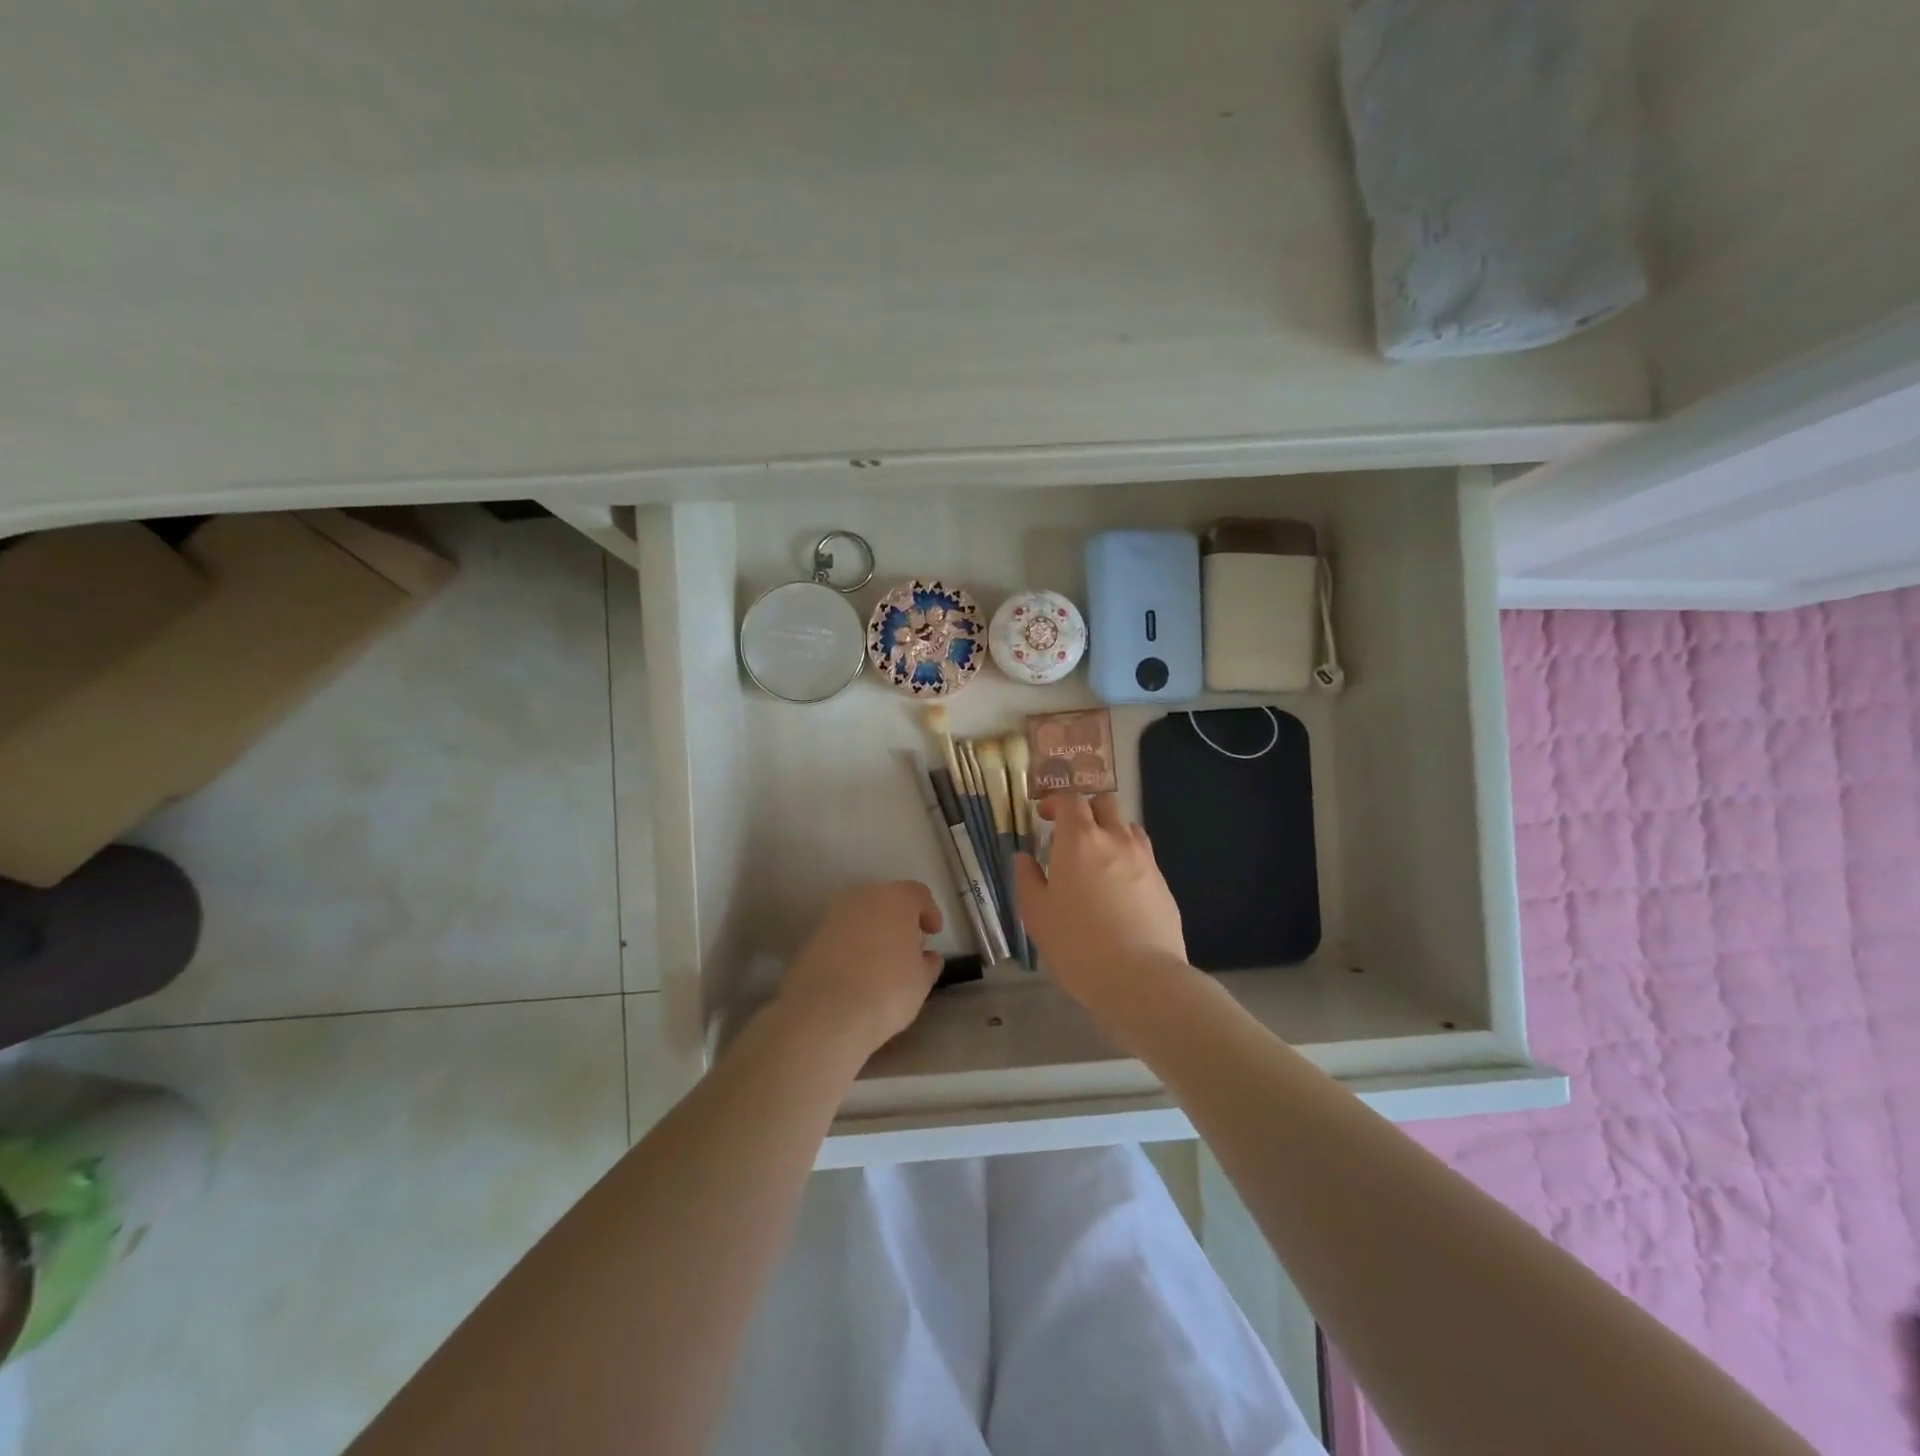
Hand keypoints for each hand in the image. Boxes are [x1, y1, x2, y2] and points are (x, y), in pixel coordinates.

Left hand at [778, 880, 943, 1061]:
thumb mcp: (921, 981)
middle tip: (909, 947)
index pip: (918, 894)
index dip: (929, 912)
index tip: (933, 933)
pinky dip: (852, 946)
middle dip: (899, 920)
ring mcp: (833, 915)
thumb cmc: (887, 989)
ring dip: (874, 932)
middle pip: (887, 901)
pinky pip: (842, 935)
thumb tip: (926, 956)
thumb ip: (928, 963)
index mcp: (896, 898)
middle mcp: (863, 896)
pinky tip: (857, 973)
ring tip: (882, 963)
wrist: (825, 1012)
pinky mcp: (812, 937)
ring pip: (862, 916)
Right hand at [1013, 794, 1189, 1018]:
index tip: (1044, 816)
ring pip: (1127, 828)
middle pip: (1104, 804)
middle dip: (1086, 810)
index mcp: (1079, 840)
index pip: (1069, 800)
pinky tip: (1118, 890)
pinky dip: (1128, 860)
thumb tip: (1024, 858)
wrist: (1140, 978)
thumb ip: (1027, 878)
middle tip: (1070, 835)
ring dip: (1110, 833)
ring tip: (1097, 861)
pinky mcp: (1163, 884)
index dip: (1055, 802)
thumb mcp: (1036, 914)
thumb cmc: (1076, 944)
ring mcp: (1145, 860)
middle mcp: (1115, 839)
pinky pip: (1143, 857)